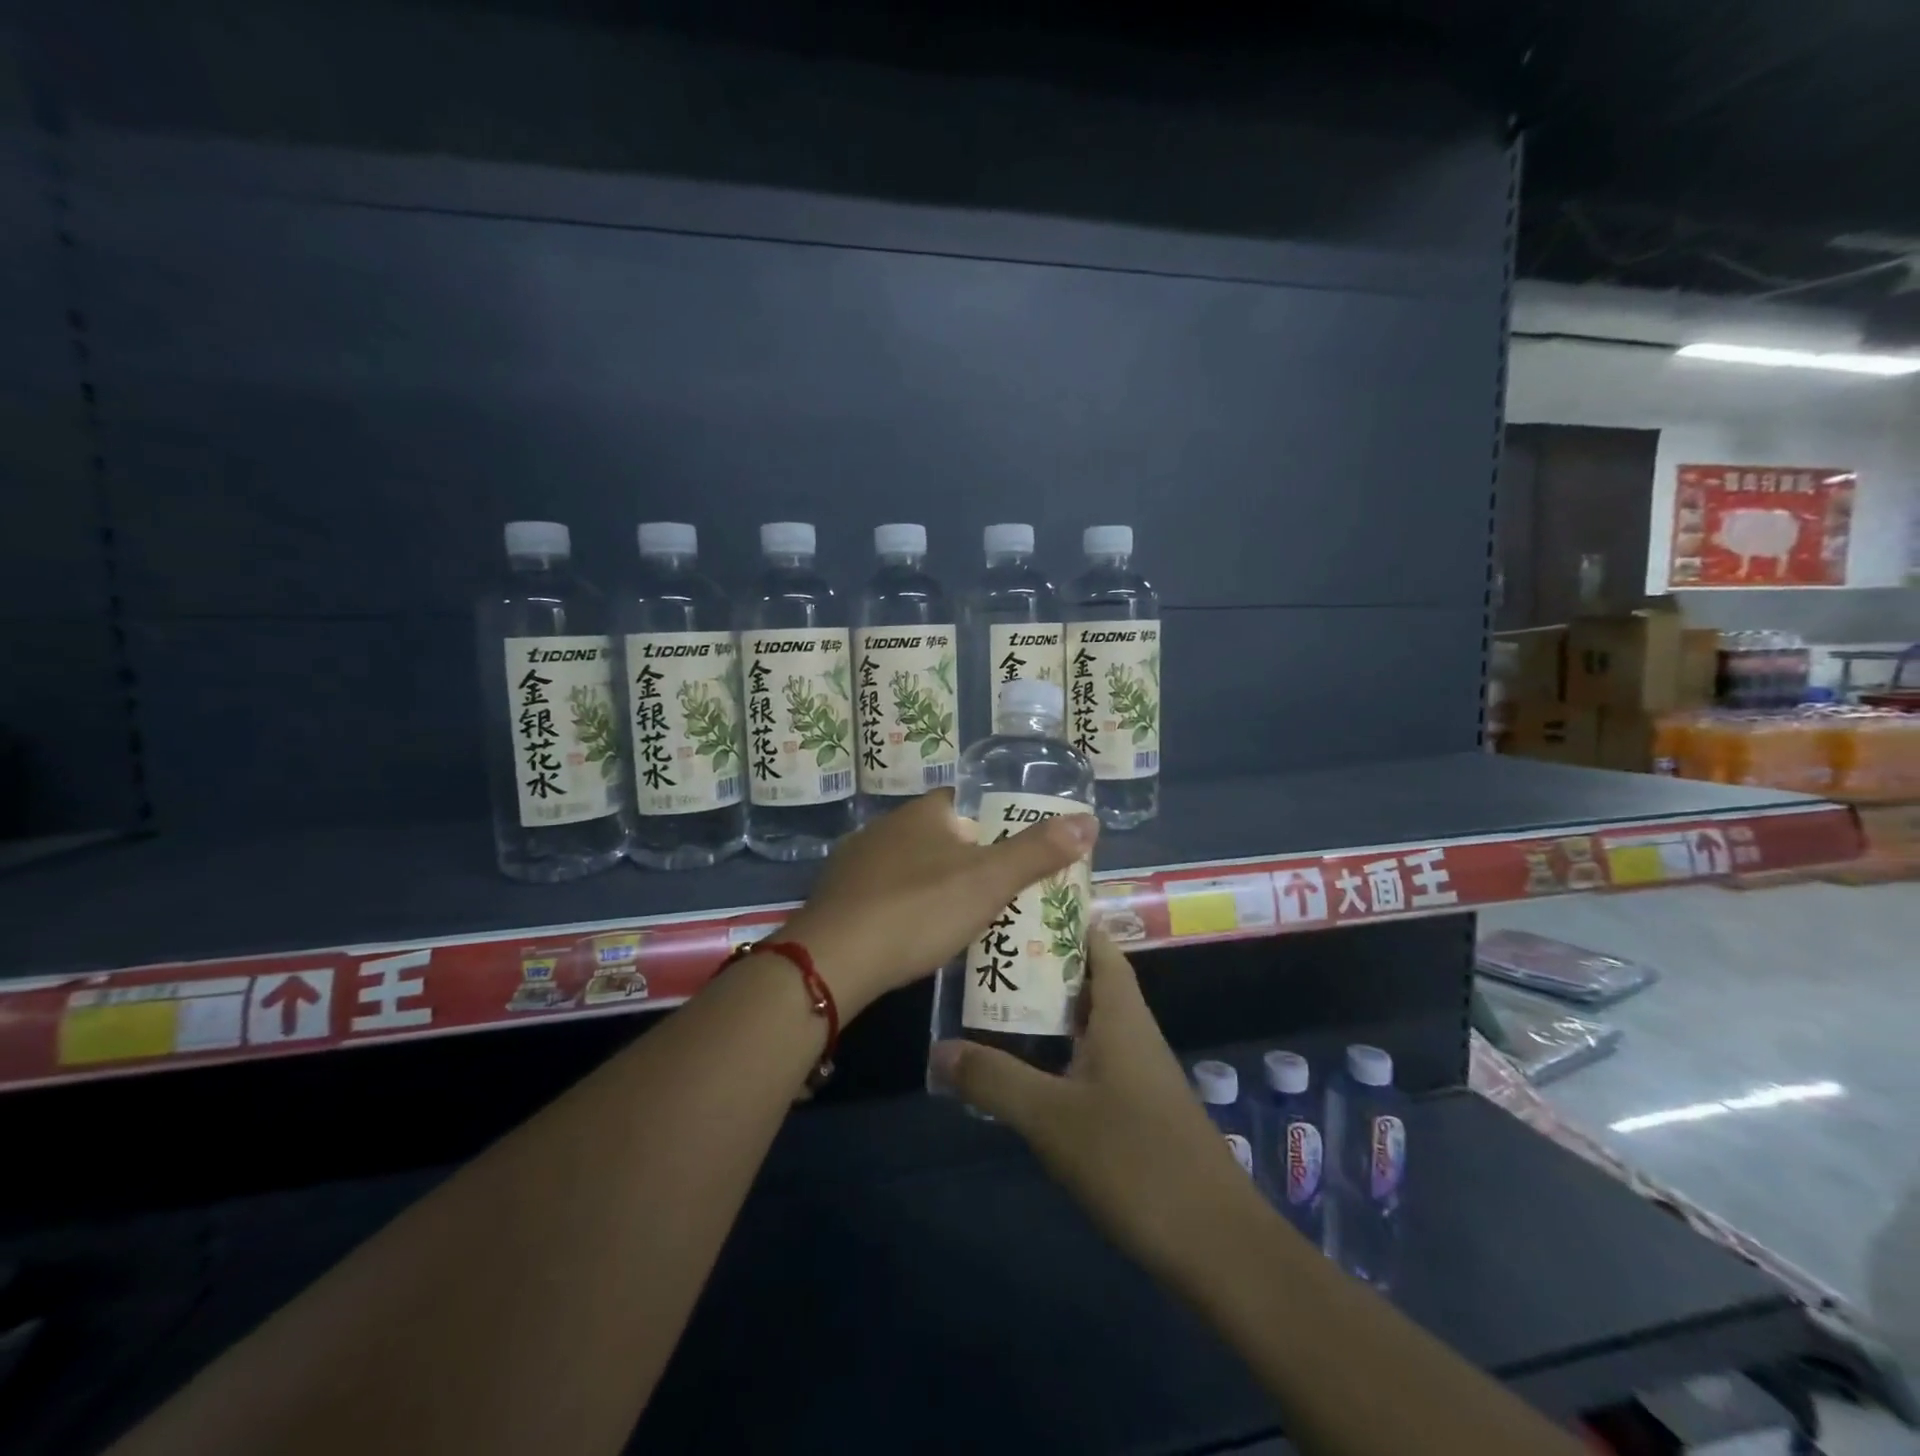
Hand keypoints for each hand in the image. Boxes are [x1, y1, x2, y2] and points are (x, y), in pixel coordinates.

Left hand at [778, 790, 1097, 1017]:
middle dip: (967, 861)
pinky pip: (883, 895)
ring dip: (934, 887)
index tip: (1016, 854)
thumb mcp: (989, 881)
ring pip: (909, 867)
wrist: (834, 959)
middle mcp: (885, 828)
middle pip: (939, 837)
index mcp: (922, 813)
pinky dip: (904, 909)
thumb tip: (1090, 820)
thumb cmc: (919, 909)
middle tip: (998, 895)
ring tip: (963, 920)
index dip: (995, 824)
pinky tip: (914, 937)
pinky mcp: (837, 899)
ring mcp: (855, 863)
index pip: (966, 804)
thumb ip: (1037, 852)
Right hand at [929, 931, 1268, 1285]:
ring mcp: (1137, 1072)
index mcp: (1122, 1015)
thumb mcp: (1052, 1119)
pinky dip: (1058, 1050)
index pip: (1098, 944)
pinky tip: (1025, 1068)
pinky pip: (1090, 1059)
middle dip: (1044, 962)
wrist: (1217, 1245)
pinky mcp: (1136, 1108)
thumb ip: (994, 1080)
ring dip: (1048, 1009)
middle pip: (1088, 979)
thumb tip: (939, 1049)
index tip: (1020, 903)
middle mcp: (1132, 1032)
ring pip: (1088, 1022)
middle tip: (989, 951)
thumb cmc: (1136, 1161)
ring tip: (995, 1000)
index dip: (1066, 918)